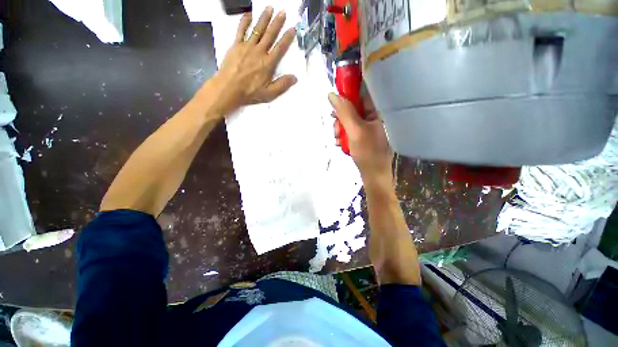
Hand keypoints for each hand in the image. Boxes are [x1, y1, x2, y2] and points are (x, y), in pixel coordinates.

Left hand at [213, 7, 297, 111]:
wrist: (229, 88)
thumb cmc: (250, 92)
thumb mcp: (269, 93)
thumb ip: (282, 85)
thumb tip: (295, 78)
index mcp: (268, 63)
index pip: (280, 48)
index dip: (287, 37)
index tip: (292, 28)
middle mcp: (259, 52)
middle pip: (270, 34)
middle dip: (277, 22)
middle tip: (283, 12)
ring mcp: (247, 46)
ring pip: (257, 29)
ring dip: (264, 18)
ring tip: (270, 8)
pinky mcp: (236, 45)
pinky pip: (241, 30)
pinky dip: (245, 21)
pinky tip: (249, 14)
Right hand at [329, 91, 393, 186]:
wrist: (374, 176)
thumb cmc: (368, 153)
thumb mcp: (355, 130)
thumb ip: (344, 112)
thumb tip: (331, 94)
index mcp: (379, 112)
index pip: (363, 93)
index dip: (348, 94)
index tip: (335, 100)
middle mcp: (375, 117)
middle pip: (353, 109)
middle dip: (341, 118)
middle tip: (336, 128)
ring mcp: (369, 128)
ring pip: (349, 121)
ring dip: (340, 129)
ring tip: (337, 139)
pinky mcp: (364, 137)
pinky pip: (350, 131)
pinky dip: (343, 136)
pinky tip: (340, 144)